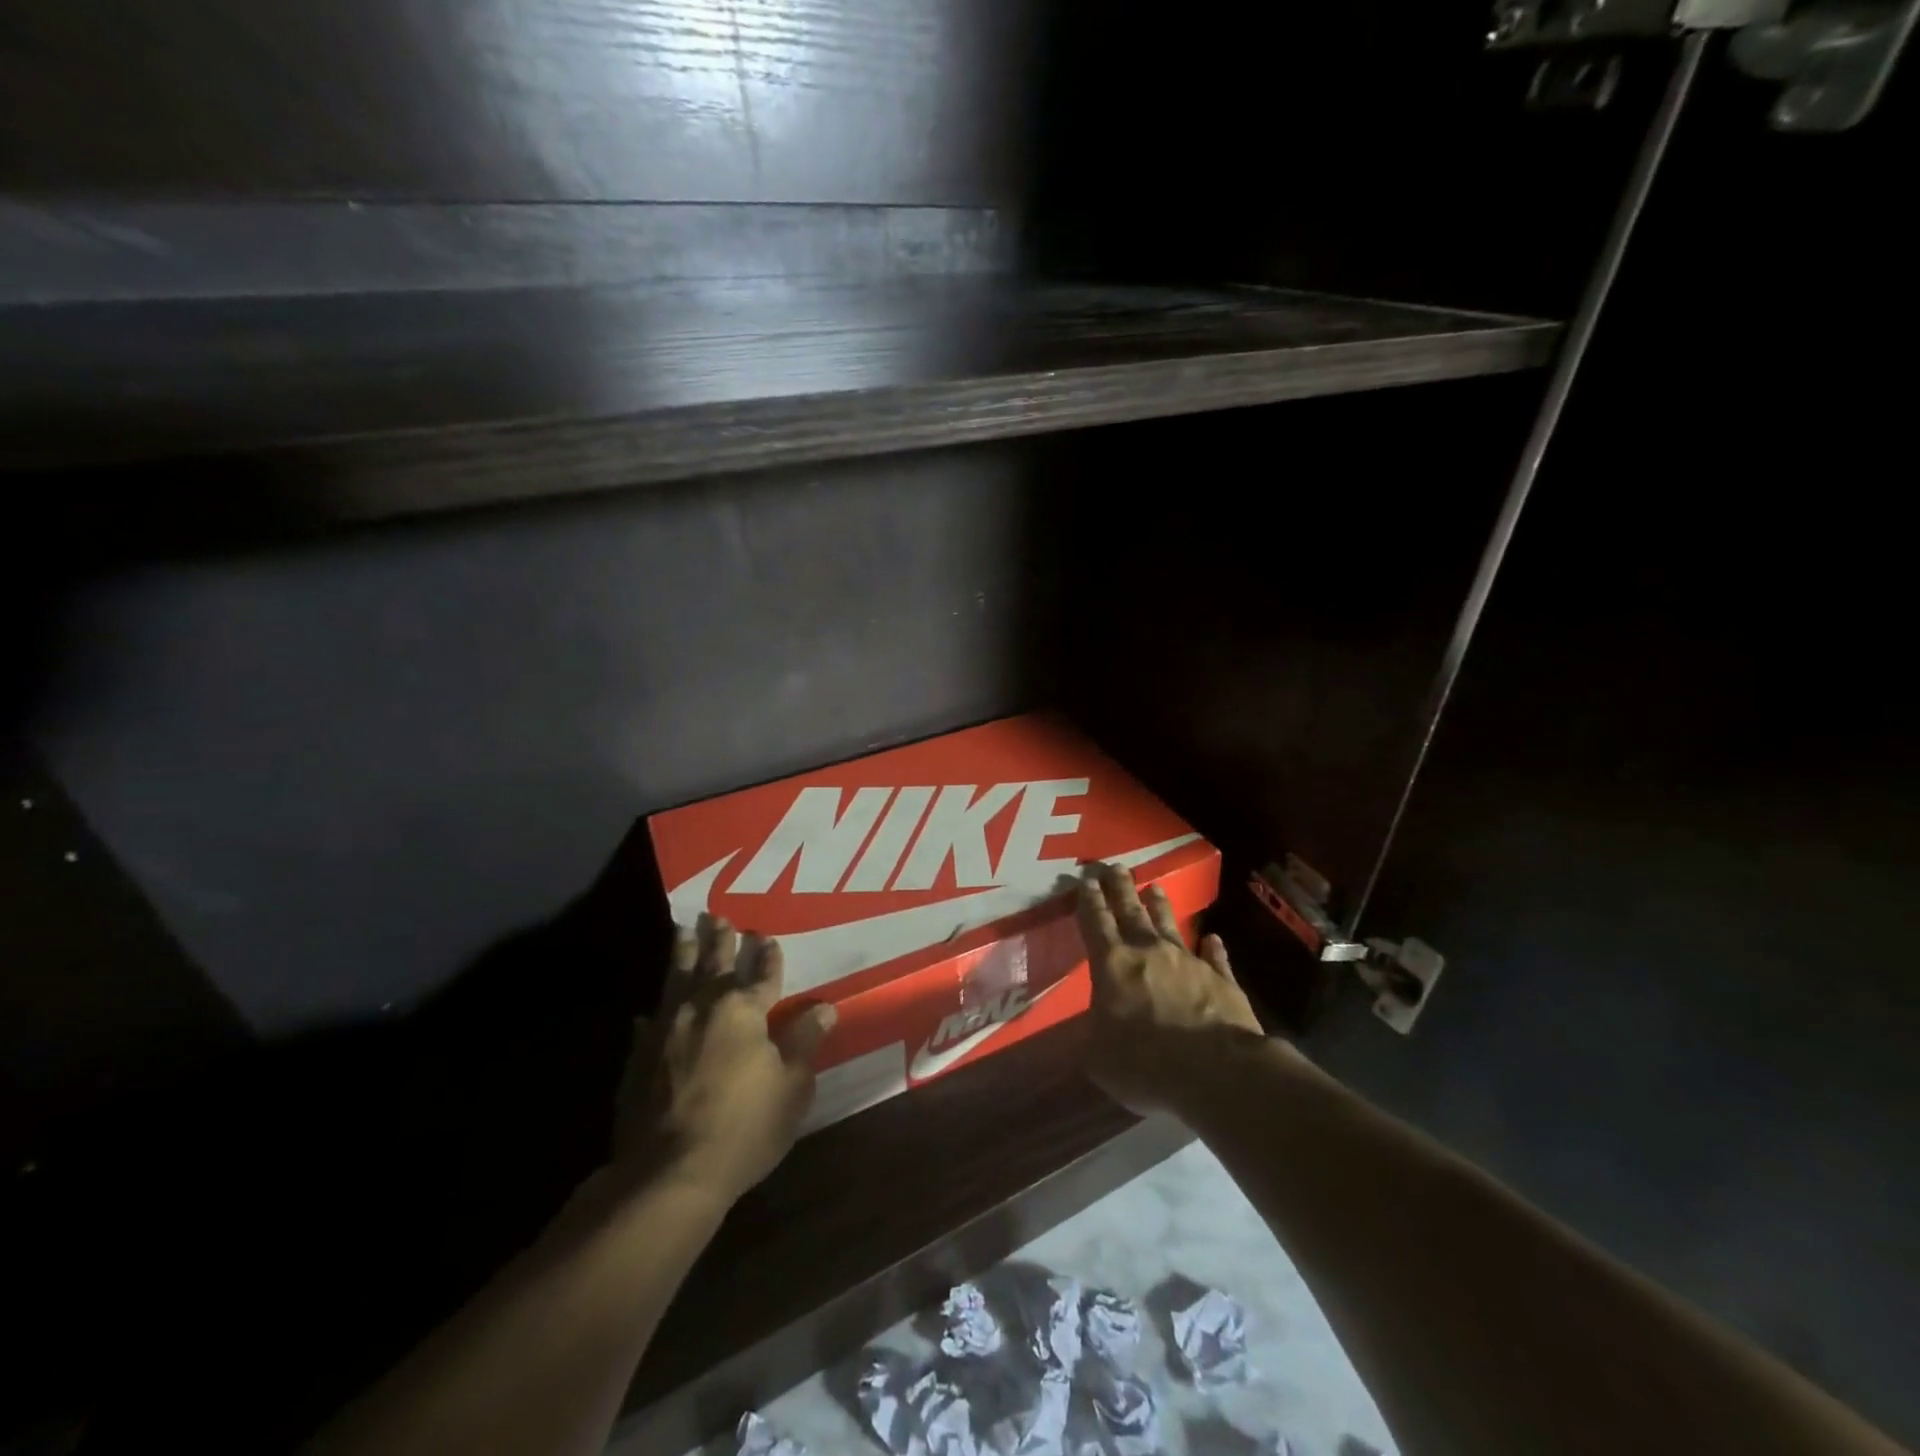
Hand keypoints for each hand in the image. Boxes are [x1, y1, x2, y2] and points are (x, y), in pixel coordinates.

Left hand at [613, 916, 836, 1205]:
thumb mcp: (791, 1087)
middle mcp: (703, 1007)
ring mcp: (666, 1029)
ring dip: (682, 953)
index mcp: (744, 1010)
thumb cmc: (744, 1127)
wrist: (669, 1173)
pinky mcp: (639, 1056)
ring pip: (676, 979)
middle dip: (720, 939)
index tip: (767, 936)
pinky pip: (649, 1022)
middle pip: (714, 963)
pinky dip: (654, 1013)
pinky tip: (649, 1011)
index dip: (768, 955)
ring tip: (683, 931)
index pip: (763, 973)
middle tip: (717, 916)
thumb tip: (824, 1007)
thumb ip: (804, 1042)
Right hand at [1074, 863, 1263, 1117]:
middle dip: (1120, 888)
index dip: (1088, 901)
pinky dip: (1212, 947)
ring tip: (1155, 887)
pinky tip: (1213, 938)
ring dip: (1160, 906)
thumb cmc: (1145, 1062)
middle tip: (1115, 867)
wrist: (1216, 1071)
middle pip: (1130, 911)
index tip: (1086, 879)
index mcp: (1112, 965)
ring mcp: (1188, 962)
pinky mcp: (1222, 980)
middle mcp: (1149, 952)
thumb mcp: (1096, 1056)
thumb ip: (1091, 1034)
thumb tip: (1092, 1025)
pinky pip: (1214, 957)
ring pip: (1170, 925)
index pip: (1095, 923)